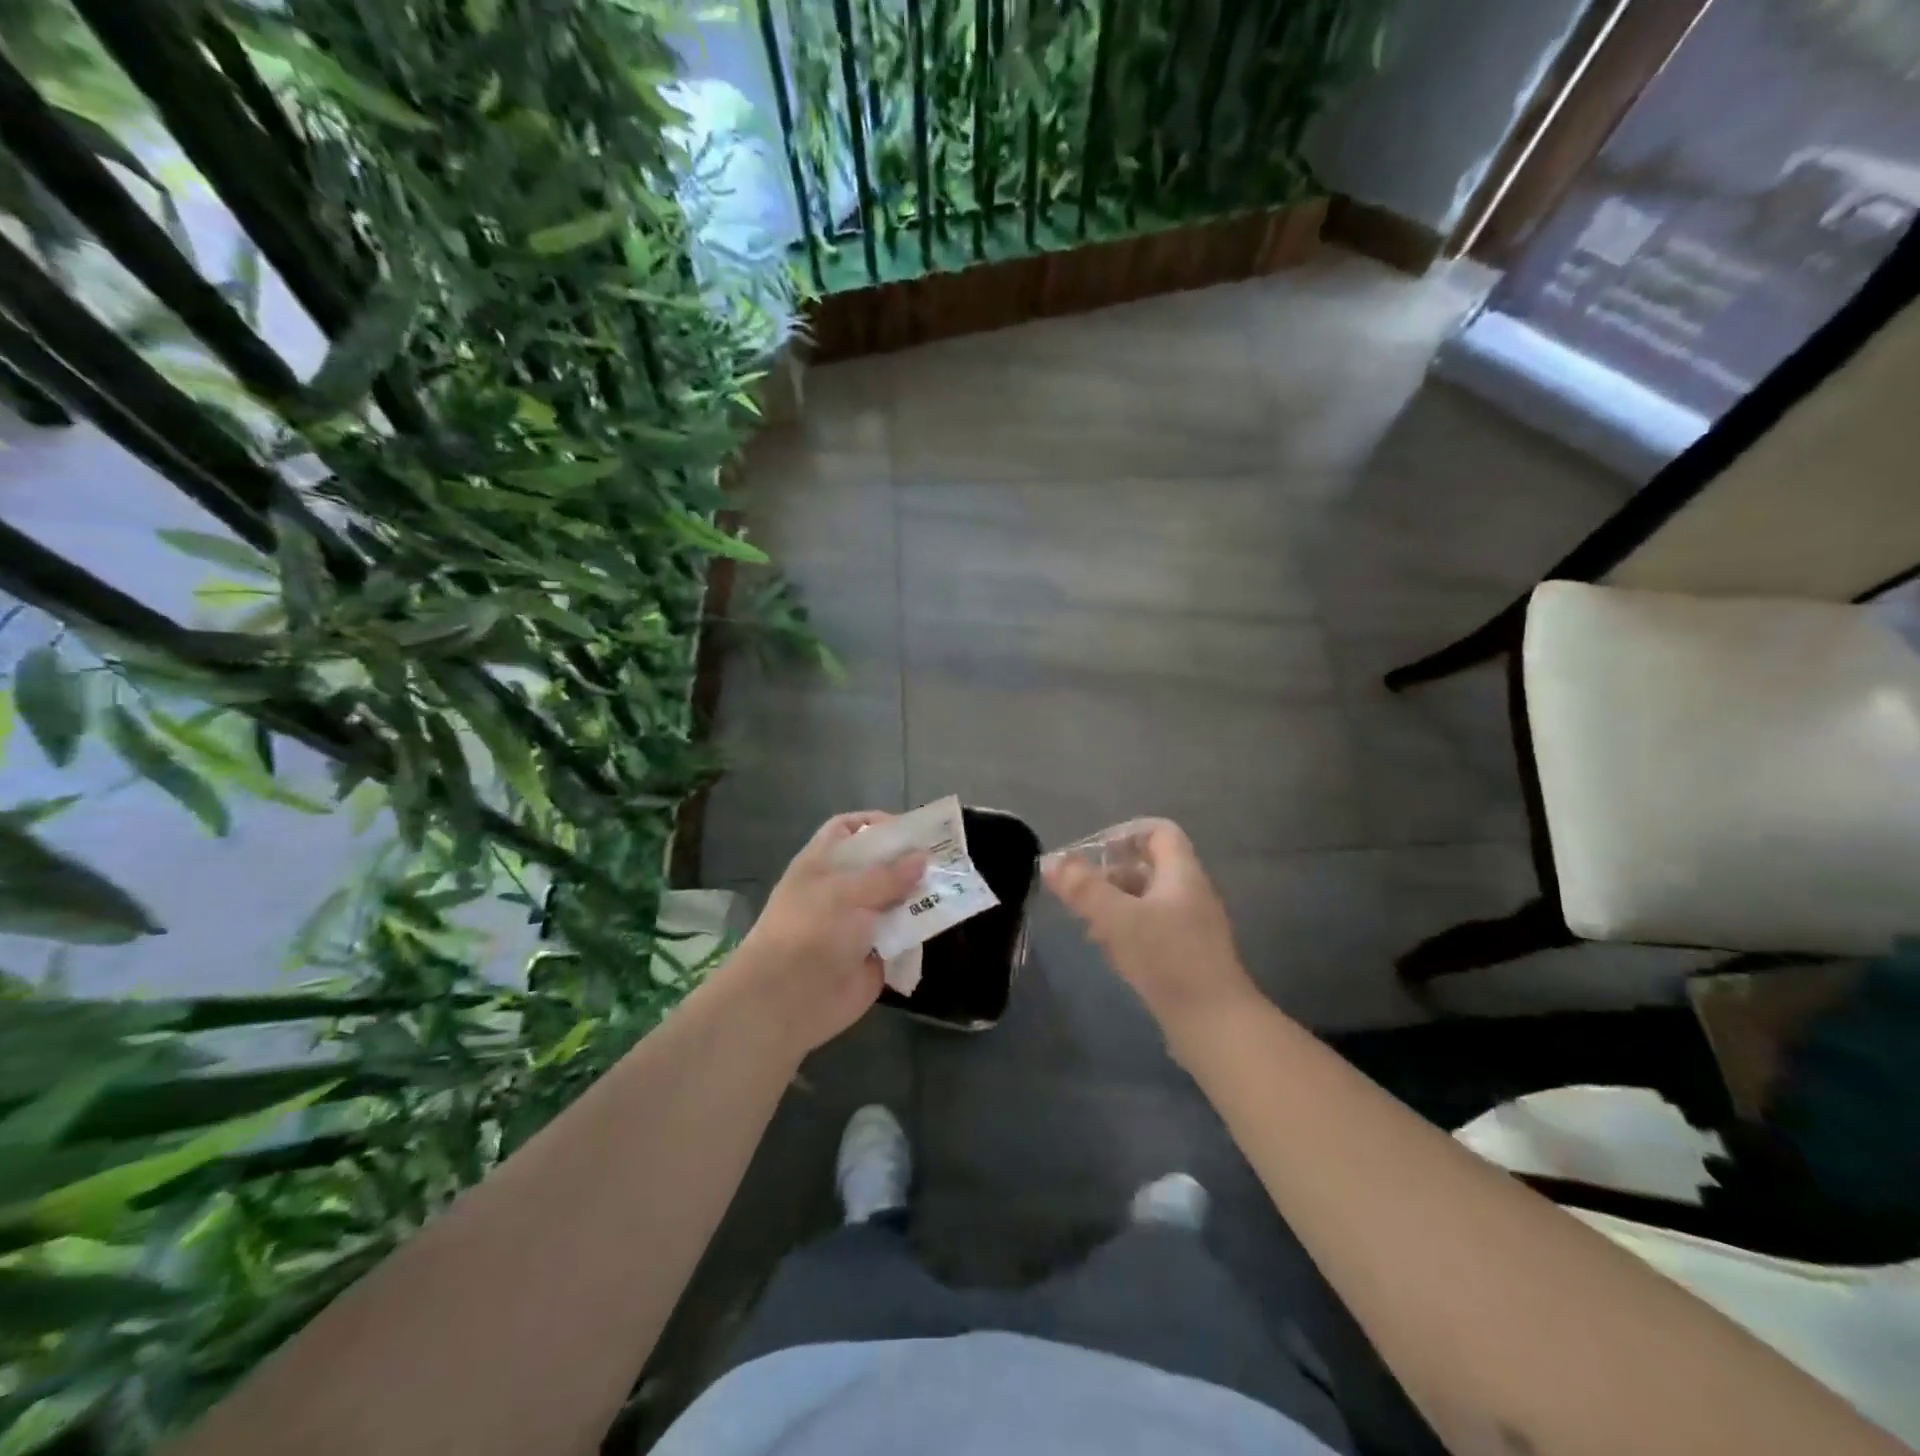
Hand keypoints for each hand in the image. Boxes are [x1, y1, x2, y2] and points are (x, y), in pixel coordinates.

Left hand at [727, 812, 926, 1057]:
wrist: (787, 1000)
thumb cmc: (809, 931)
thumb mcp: (846, 893)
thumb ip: (887, 875)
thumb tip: (923, 858)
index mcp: (823, 864)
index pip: (848, 830)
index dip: (876, 824)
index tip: (911, 829)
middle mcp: (841, 889)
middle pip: (880, 865)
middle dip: (910, 860)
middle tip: (948, 856)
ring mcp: (859, 923)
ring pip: (896, 900)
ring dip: (921, 894)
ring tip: (956, 884)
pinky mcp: (875, 954)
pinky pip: (904, 935)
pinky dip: (921, 928)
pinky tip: (947, 917)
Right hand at [1043, 819, 1256, 1041]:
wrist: (1214, 1024)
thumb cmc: (1167, 958)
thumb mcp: (1117, 918)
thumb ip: (1082, 888)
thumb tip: (1050, 861)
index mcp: (1182, 874)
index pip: (1158, 832)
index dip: (1125, 833)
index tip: (1093, 853)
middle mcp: (1190, 893)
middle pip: (1148, 867)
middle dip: (1110, 875)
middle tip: (1080, 892)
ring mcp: (1191, 927)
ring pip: (1147, 900)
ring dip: (1114, 905)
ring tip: (1086, 924)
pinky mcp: (1186, 956)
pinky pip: (1152, 929)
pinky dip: (1126, 931)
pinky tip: (1108, 952)